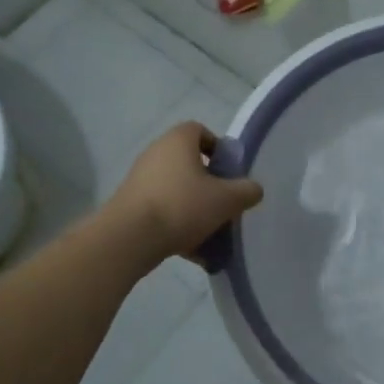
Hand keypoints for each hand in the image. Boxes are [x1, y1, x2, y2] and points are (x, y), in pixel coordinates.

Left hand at [105, 122, 263, 264]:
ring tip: (210, 235)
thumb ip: (246, 191)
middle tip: (223, 205)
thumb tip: (253, 189)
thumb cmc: (182, 206)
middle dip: (209, 185)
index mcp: (178, 141)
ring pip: (177, 190)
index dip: (218, 149)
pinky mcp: (130, 204)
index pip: (200, 131)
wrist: (129, 238)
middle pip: (189, 163)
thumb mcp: (226, 199)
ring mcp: (140, 179)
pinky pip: (162, 210)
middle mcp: (156, 153)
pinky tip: (192, 252)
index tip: (229, 172)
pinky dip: (177, 225)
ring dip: (194, 209)